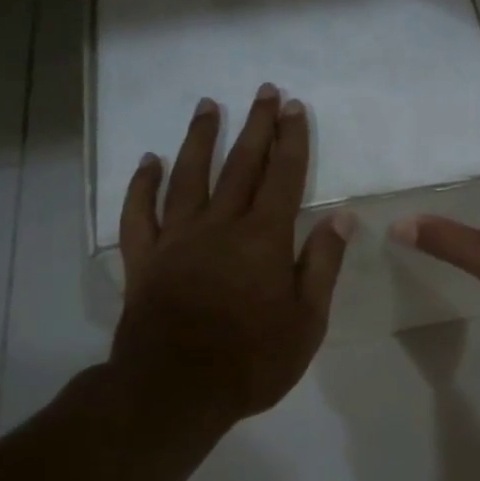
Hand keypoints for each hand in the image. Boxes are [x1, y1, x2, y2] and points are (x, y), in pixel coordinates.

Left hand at [113, 83, 352, 422]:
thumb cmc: (252, 360)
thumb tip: (340, 218)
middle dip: (256, 126)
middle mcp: (220, 225)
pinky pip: (139, 212)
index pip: (283, 177)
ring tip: (209, 106)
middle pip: (241, 165)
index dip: (292, 140)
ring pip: (188, 176)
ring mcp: (177, 238)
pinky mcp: (145, 258)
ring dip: (200, 138)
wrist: (175, 388)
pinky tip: (149, 161)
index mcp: (264, 239)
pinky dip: (143, 184)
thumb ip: (322, 265)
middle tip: (264, 91)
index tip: (295, 107)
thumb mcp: (307, 321)